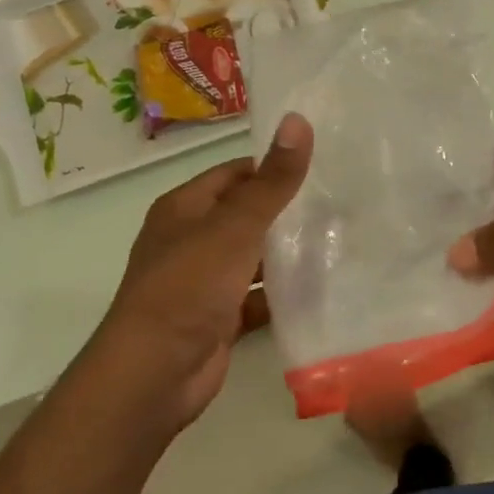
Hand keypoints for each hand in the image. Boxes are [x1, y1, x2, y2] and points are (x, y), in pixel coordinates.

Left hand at [89, 112, 312, 434]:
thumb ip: (272, 181)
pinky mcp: (217, 319)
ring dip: (285, 256)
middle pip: (245, 216)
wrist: (154, 373)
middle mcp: (190, 240)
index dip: (272, 169)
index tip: (320, 169)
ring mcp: (203, 283)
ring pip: (252, 259)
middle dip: (286, 213)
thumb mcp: (235, 226)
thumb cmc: (189, 286)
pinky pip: (255, 298)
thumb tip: (298, 120)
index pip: (234, 174)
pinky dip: (280, 295)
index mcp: (185, 208)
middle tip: (339, 207)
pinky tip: (318, 291)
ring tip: (338, 244)